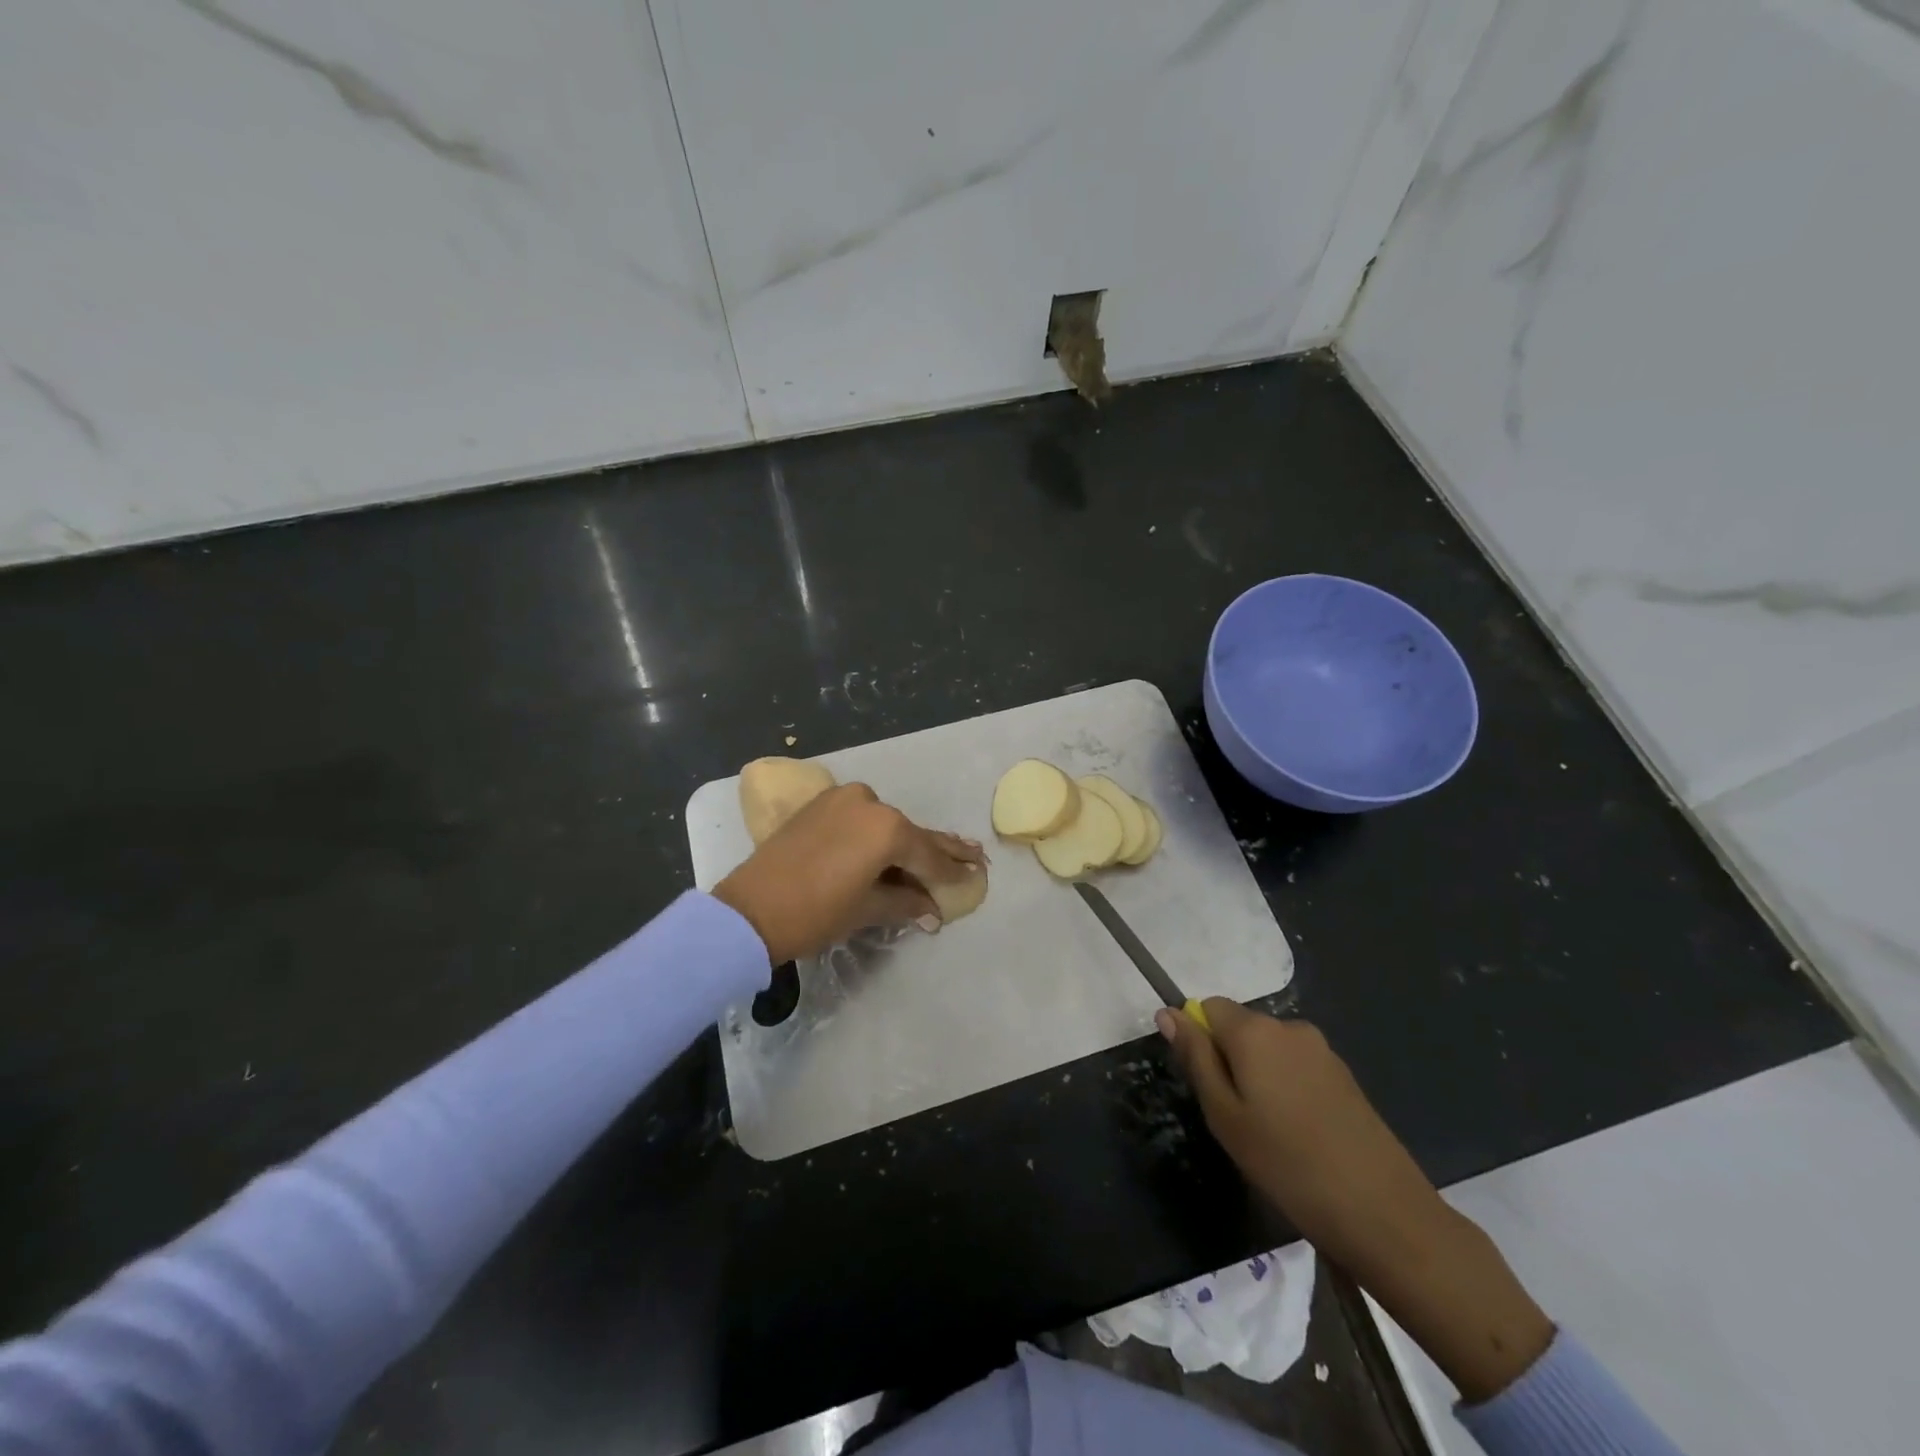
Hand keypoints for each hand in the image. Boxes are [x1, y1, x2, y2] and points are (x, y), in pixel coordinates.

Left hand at [712, 783, 983, 964]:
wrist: (749, 910)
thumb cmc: (815, 913)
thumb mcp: (867, 909)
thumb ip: (906, 902)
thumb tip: (933, 909)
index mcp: (887, 828)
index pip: (929, 855)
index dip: (953, 872)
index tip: (977, 876)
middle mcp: (870, 803)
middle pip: (912, 833)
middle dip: (942, 849)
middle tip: (975, 855)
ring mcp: (844, 798)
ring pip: (887, 824)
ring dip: (908, 842)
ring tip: (939, 854)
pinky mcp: (822, 803)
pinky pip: (862, 818)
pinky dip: (878, 833)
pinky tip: (895, 844)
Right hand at [1159, 999, 1552, 1402]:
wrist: (1383, 1213)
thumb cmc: (1287, 1164)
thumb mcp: (1224, 1116)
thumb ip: (1195, 1058)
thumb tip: (1168, 1013)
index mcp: (1254, 1031)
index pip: (1208, 1007)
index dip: (1199, 1040)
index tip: (1207, 1086)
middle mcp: (1288, 1027)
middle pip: (1241, 1026)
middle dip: (1229, 1059)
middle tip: (1234, 1117)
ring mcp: (1322, 1050)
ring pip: (1269, 1049)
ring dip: (1259, 1076)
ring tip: (1268, 1132)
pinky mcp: (1345, 1076)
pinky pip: (1297, 1066)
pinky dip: (1287, 1088)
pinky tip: (1300, 1134)